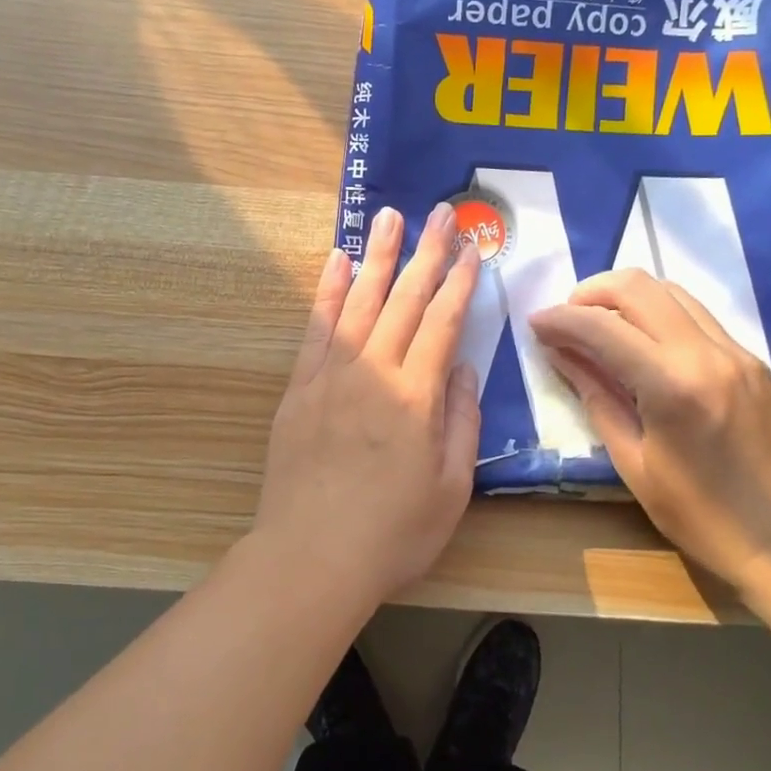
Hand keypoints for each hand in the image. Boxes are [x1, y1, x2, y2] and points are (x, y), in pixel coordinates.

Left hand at [249, 203, 482, 608]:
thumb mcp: (451, 489)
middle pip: (403, 301)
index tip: (471, 248)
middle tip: (438, 213)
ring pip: (359, 303)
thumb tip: (464, 368)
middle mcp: (374, 373)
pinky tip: (336, 262)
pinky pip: (315, 328)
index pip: (442, 323)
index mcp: (416, 397)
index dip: (459, 283)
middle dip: (425, 254)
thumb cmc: (392, 534)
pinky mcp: (299, 388)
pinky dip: (327, 292)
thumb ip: (460, 422)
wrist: (311, 557)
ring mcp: (331, 376)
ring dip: (376, 257)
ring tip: (389, 217)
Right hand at [530, 270, 770, 583]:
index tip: (534, 323)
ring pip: (671, 291)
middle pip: (639, 287)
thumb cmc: (703, 517)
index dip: (560, 319)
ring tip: (599, 327)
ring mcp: (736, 352)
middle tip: (565, 319)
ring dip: (625, 298)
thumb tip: (561, 355)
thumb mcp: (634, 465)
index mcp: (673, 386)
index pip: (603, 327)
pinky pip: (695, 316)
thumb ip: (597, 399)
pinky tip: (641, 345)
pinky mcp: (751, 360)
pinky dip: (657, 315)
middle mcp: (707, 353)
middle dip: (591, 292)